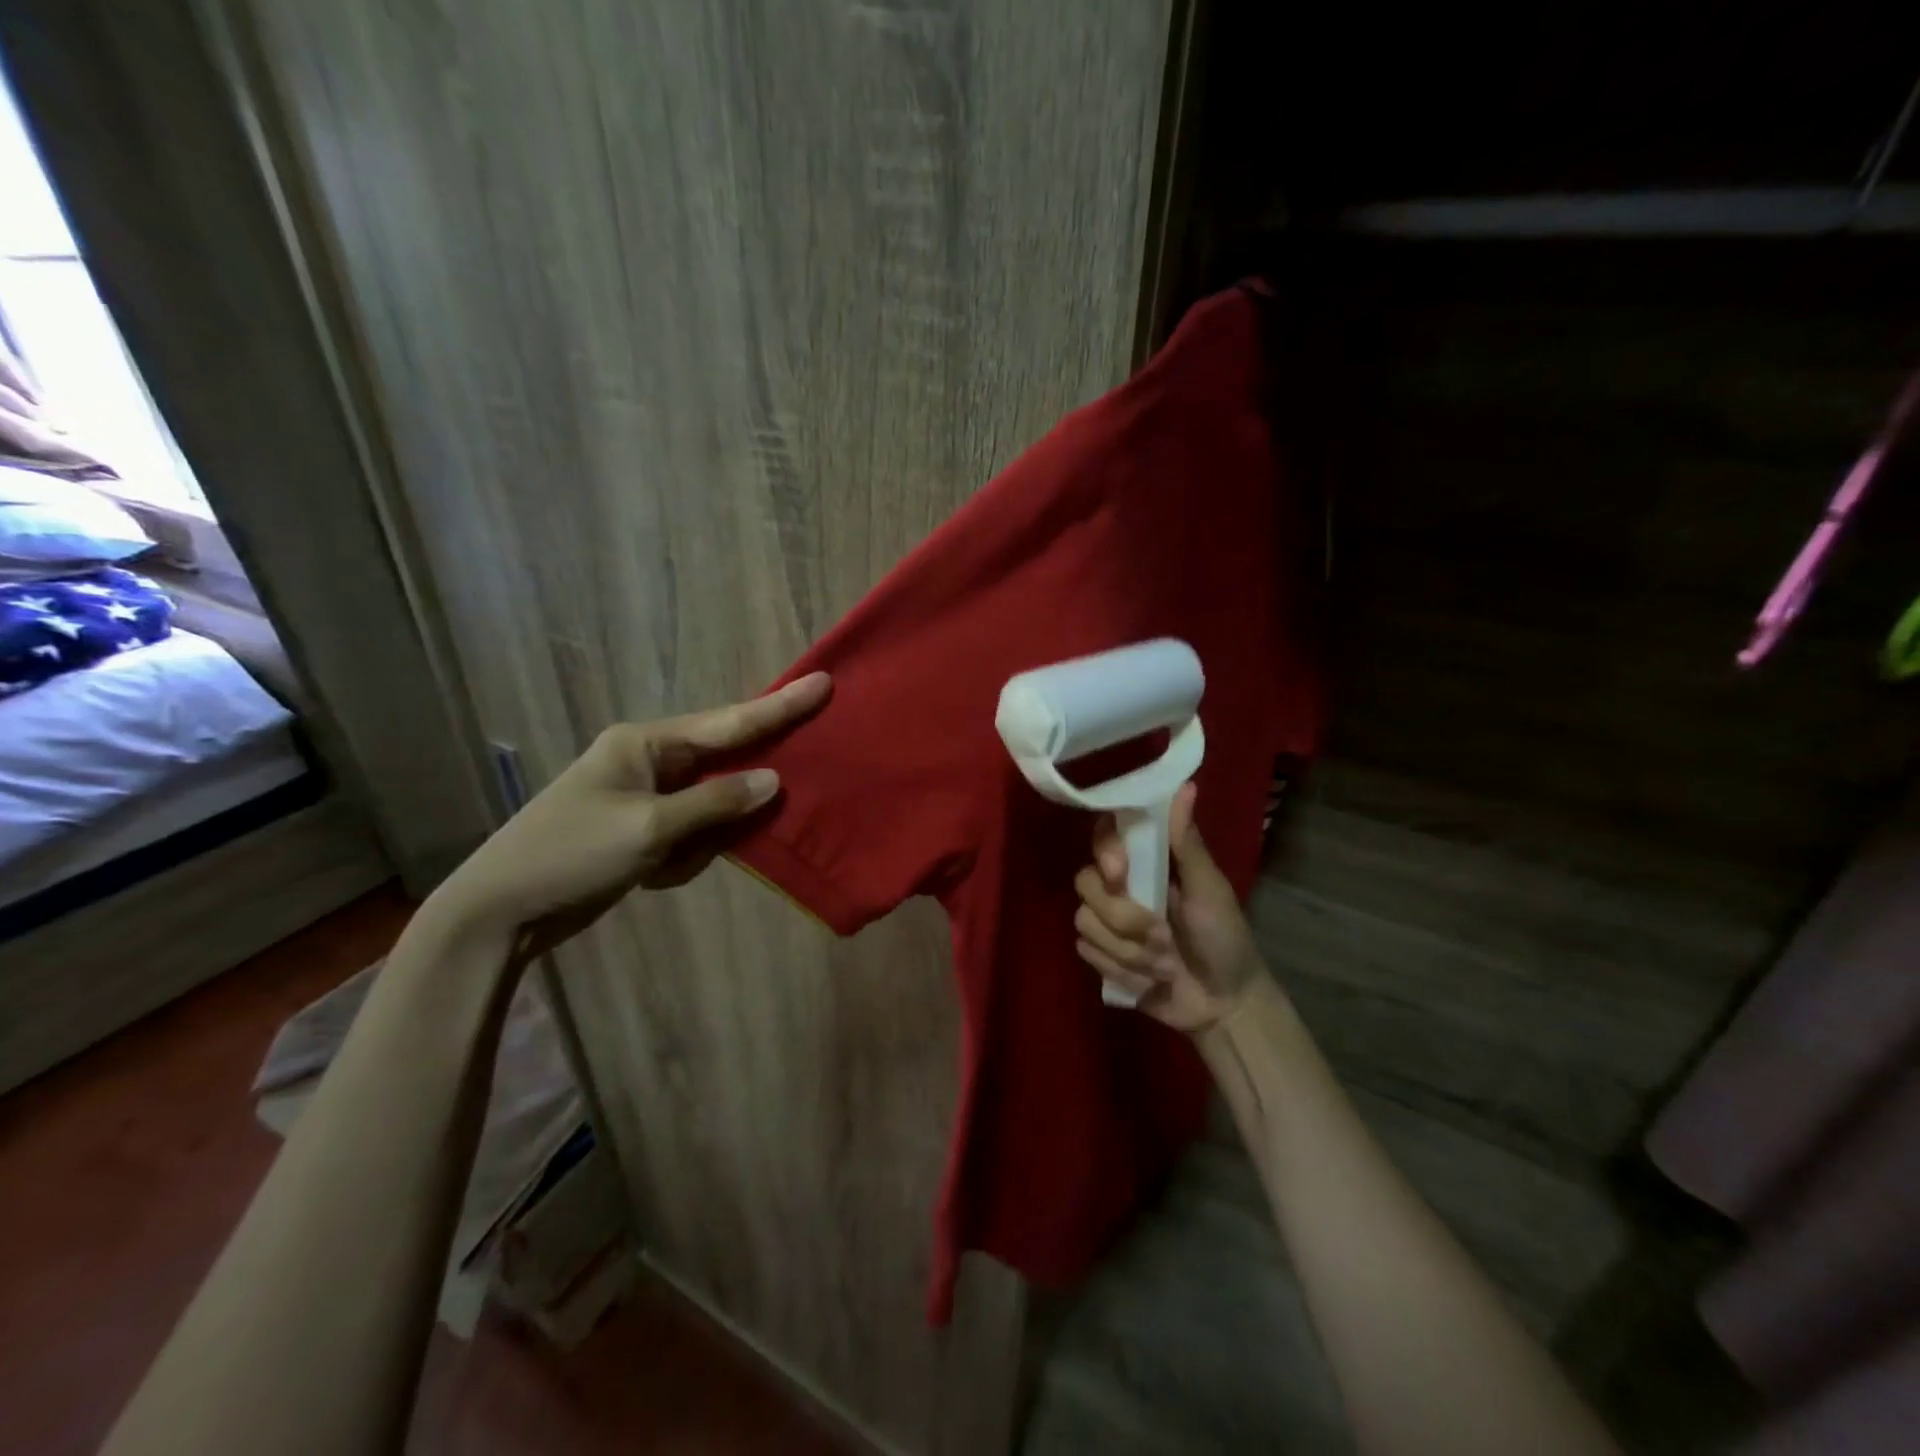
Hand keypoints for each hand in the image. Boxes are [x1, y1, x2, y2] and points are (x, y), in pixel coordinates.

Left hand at [430, 673, 830, 953]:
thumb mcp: (648, 827)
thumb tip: (772, 781)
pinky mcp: (644, 830)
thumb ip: (715, 803)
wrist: (500, 912)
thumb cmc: (570, 855)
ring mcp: (646, 797)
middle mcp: (649, 761)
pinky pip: (691, 833)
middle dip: (750, 778)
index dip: (779, 707)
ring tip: (675, 859)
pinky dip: (685, 857)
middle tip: (800, 773)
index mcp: (645, 743)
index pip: (727, 722)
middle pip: (722, 759)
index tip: (823, 684)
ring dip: (706, 835)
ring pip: (711, 804)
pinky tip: (654, 875)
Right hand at [1072, 783, 1264, 1032]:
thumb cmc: (1225, 938)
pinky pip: (1086, 952)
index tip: (1121, 872)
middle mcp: (1120, 885)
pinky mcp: (1101, 955)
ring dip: (1129, 951)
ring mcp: (1107, 921)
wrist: (1223, 1005)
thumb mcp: (1211, 889)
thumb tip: (1186, 785)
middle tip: (1163, 937)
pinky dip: (1120, 969)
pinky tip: (1147, 979)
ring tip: (1165, 965)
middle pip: (1086, 882)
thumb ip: (1188, 843)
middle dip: (1124, 918)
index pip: (1104, 834)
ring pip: (1085, 921)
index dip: (1104, 850)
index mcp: (1147, 862)